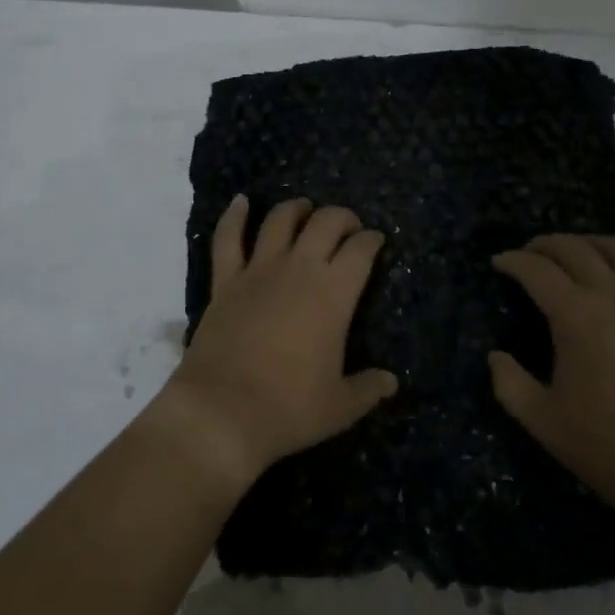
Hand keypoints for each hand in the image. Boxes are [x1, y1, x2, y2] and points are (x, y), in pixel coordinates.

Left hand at [158, 195, 398, 491]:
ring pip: (280, 220)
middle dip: (342, 217)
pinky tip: (241, 201)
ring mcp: (258, 270)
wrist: (222, 413)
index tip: (376, 241)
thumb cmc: (289, 408)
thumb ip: (368, 388)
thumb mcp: (340, 406)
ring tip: (305, 209)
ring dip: (296, 208)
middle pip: (325, 222)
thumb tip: (391, 382)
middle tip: (348, 227)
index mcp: (334, 293)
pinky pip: (228, 239)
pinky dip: (234, 216)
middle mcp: (299, 269)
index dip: (372, 240)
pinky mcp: (225, 281)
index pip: (361, 250)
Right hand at [489, 234, 614, 510]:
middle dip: (545, 245)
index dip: (513, 261)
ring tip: (572, 252)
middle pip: (575, 249)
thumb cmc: (605, 446)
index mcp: (576, 317)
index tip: (498, 263)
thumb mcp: (541, 419)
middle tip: (527, 254)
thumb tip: (496, 356)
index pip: (538, 270)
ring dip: (587, 243)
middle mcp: (613, 297)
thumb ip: (509, 382)